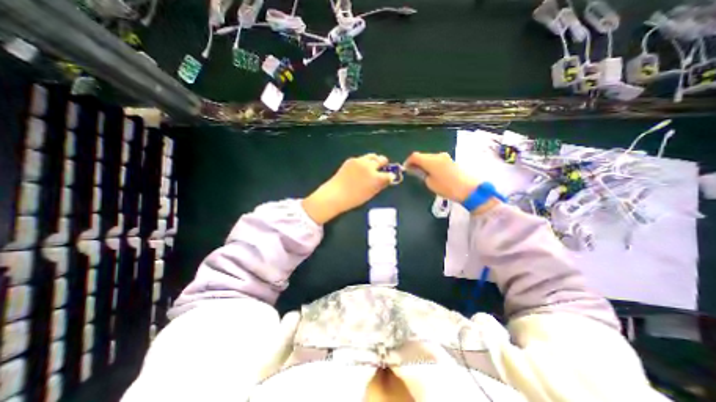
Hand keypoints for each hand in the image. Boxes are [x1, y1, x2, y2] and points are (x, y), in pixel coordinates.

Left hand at [300, 155, 393, 223]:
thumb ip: (380, 185)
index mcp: (376, 178)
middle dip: (384, 163)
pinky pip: (361, 158)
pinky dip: (363, 162)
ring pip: (372, 156)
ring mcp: (360, 161)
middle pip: (382, 159)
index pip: (389, 174)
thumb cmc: (354, 198)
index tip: (389, 177)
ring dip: (374, 160)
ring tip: (371, 167)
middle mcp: (370, 166)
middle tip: (382, 169)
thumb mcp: (371, 194)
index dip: (390, 176)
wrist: (335, 194)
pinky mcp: (351, 159)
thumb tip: (387, 179)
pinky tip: (359, 169)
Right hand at [402, 150, 498, 212]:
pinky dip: (431, 164)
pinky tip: (432, 172)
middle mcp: (437, 155)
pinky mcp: (450, 160)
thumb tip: (416, 170)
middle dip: (416, 162)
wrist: (469, 189)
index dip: (408, 161)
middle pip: (422, 155)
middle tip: (413, 171)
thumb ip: (421, 174)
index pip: (414, 156)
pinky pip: (437, 160)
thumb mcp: (430, 183)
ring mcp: (445, 157)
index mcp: (430, 160)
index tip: (405, 169)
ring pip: (430, 157)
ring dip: (424, 163)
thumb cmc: (447, 187)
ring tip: (422, 173)